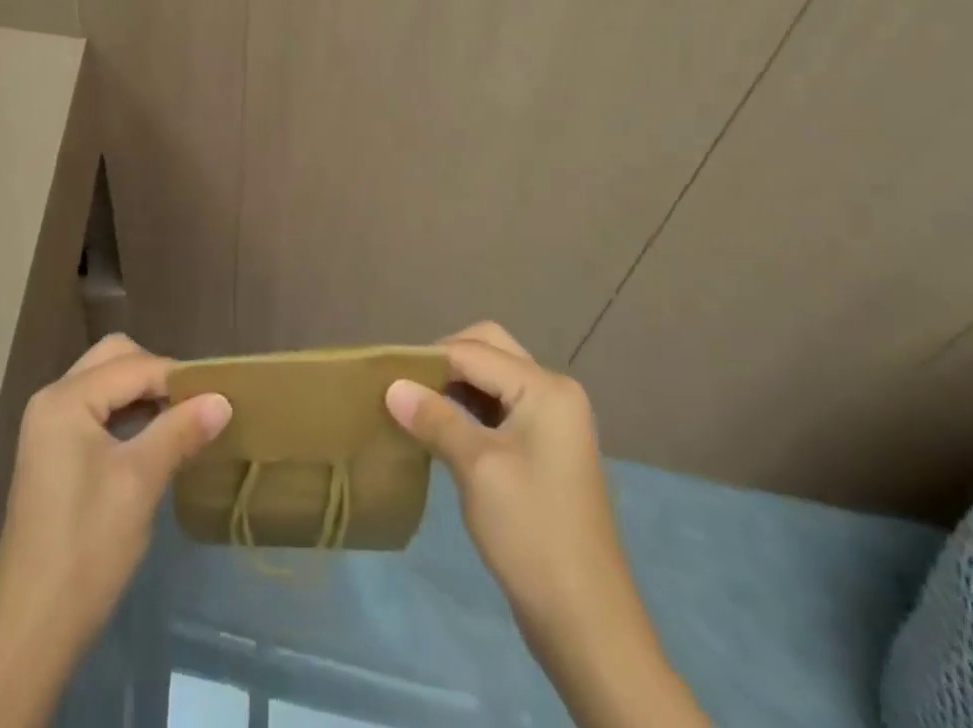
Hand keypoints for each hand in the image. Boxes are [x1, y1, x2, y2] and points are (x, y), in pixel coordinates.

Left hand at [0, 334, 231, 727]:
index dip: (178, 378)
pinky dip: (126, 413)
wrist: (31, 630)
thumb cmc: (87, 548)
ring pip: (105, 383)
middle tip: (193, 404)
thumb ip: (180, 431)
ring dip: (142, 393)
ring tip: (181, 420)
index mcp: (66, 399)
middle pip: (114, 360)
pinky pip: (96, 410)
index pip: (134, 366)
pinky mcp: (52, 452)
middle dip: (156, 375)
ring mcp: (48, 426)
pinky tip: (152, 439)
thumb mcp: (140, 483)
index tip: (219, 396)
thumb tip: (223, 398)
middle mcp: (52, 399)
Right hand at [386, 323, 707, 727]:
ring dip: (456, 386)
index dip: (428, 359)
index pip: (474, 351)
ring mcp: (553, 422)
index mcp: (545, 388)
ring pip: (493, 379)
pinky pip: (501, 408)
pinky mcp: (545, 449)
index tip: (385, 374)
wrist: (586, 623)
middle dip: (445, 362)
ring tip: (416, 407)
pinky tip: (442, 430)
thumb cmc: (531, 532)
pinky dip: (470, 410)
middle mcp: (554, 392)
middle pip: (489, 350)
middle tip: (407, 386)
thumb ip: (434, 418)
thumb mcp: (476, 468)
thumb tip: (391, 385)